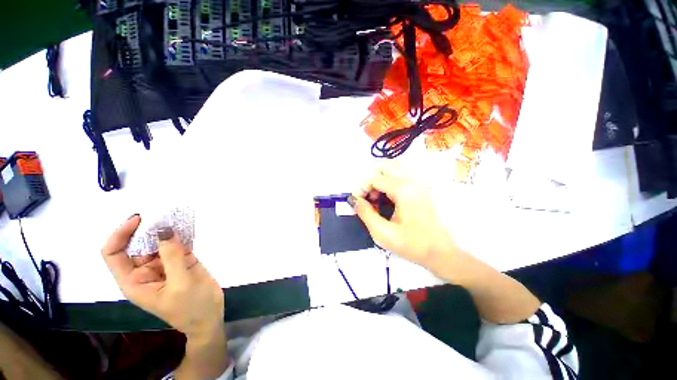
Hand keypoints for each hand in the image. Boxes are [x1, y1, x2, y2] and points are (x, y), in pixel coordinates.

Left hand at [101, 215, 223, 339]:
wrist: (210, 317)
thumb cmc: (191, 307)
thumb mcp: (180, 284)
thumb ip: (172, 257)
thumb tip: (165, 229)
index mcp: (135, 280)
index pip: (114, 253)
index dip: (121, 234)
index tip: (139, 219)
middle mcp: (145, 270)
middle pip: (138, 243)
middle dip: (148, 227)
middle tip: (165, 212)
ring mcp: (164, 264)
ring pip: (160, 241)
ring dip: (167, 227)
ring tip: (178, 213)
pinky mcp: (181, 261)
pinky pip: (178, 243)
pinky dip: (183, 232)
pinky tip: (189, 223)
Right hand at [351, 166, 467, 277]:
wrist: (441, 252)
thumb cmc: (412, 244)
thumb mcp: (383, 233)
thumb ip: (365, 213)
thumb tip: (353, 199)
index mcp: (403, 190)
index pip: (375, 178)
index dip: (361, 188)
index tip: (357, 202)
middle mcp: (411, 181)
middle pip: (384, 168)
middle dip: (370, 181)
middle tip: (368, 199)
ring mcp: (418, 183)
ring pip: (392, 169)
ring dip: (380, 180)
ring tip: (376, 199)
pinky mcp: (420, 188)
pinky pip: (400, 176)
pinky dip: (388, 182)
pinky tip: (387, 199)